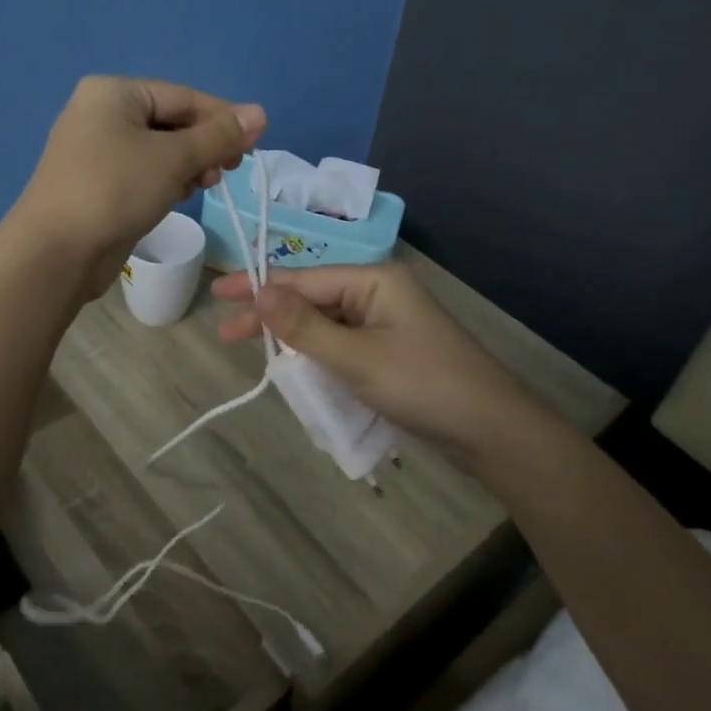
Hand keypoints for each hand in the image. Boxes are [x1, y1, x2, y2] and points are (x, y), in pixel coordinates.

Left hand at [10, 77, 265, 301]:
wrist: (56, 253)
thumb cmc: (115, 191)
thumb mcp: (173, 159)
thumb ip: (219, 135)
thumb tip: (260, 113)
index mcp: (114, 93)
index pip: (183, 97)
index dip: (223, 118)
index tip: (255, 144)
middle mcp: (101, 113)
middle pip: (172, 121)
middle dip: (204, 145)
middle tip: (229, 170)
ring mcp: (96, 150)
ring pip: (159, 149)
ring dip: (189, 164)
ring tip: (206, 184)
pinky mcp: (98, 182)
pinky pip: (144, 171)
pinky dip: (167, 180)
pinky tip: (181, 195)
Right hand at [214, 260, 544, 465]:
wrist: (493, 431)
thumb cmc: (424, 385)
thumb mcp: (356, 358)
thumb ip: (304, 327)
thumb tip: (259, 291)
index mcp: (374, 280)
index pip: (304, 279)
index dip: (258, 287)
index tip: (217, 293)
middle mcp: (379, 293)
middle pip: (313, 299)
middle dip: (272, 316)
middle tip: (226, 333)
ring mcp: (388, 323)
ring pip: (327, 324)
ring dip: (294, 339)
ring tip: (255, 354)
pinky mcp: (392, 352)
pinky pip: (343, 345)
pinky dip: (318, 356)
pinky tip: (296, 369)